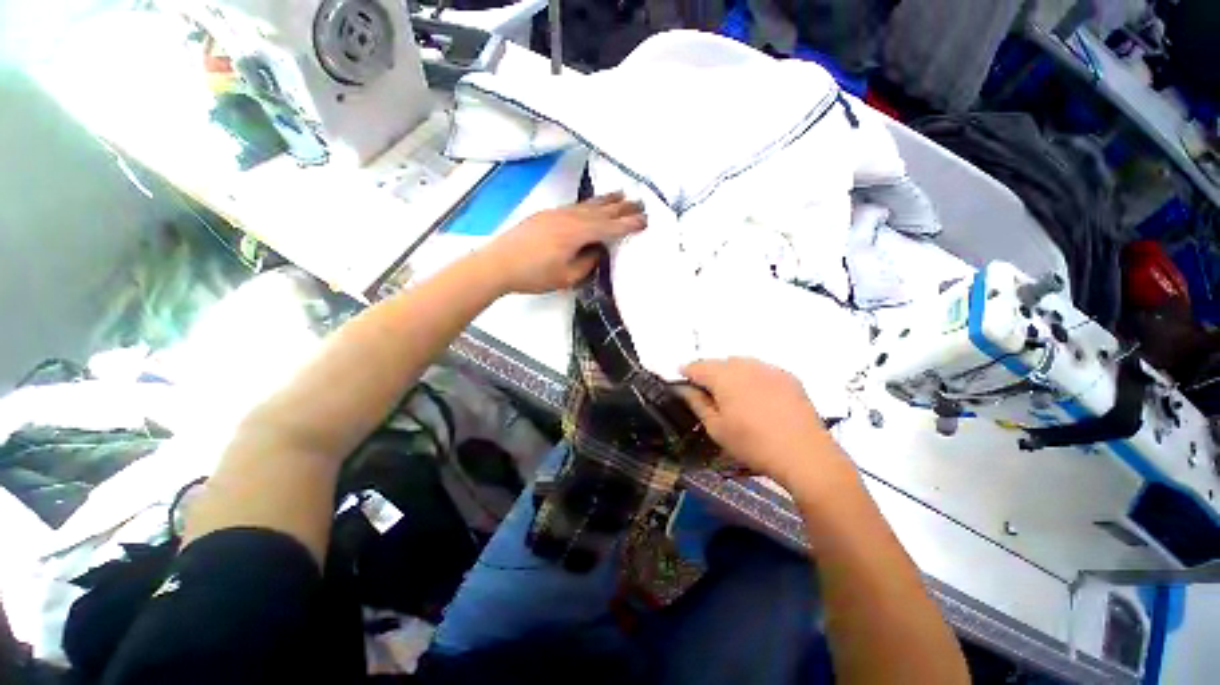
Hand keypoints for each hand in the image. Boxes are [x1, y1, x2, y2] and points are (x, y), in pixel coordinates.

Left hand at [478, 193, 645, 294]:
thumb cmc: (534, 274)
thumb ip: (587, 263)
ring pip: (587, 205)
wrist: (498, 263)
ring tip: (621, 194)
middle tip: (640, 202)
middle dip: (622, 207)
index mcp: (577, 233)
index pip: (609, 227)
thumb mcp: (566, 277)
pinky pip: (575, 206)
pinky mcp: (546, 214)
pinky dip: (588, 204)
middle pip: (601, 211)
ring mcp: (556, 213)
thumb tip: (598, 251)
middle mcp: (569, 218)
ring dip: (606, 200)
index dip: (628, 224)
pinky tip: (591, 204)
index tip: (645, 220)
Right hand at [680, 358, 847, 487]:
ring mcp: (768, 369)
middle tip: (706, 392)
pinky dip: (752, 377)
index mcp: (723, 376)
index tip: (682, 379)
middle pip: (719, 362)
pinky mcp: (787, 377)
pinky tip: (756, 395)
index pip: (697, 366)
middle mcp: (745, 365)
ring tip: (731, 393)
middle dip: (709, 373)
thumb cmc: (752, 443)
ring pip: (741, 364)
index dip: (687, 372)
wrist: (804, 454)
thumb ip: (697, 403)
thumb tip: (684, 389)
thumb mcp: (716, 428)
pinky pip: (761, 370)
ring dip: (730, 373)